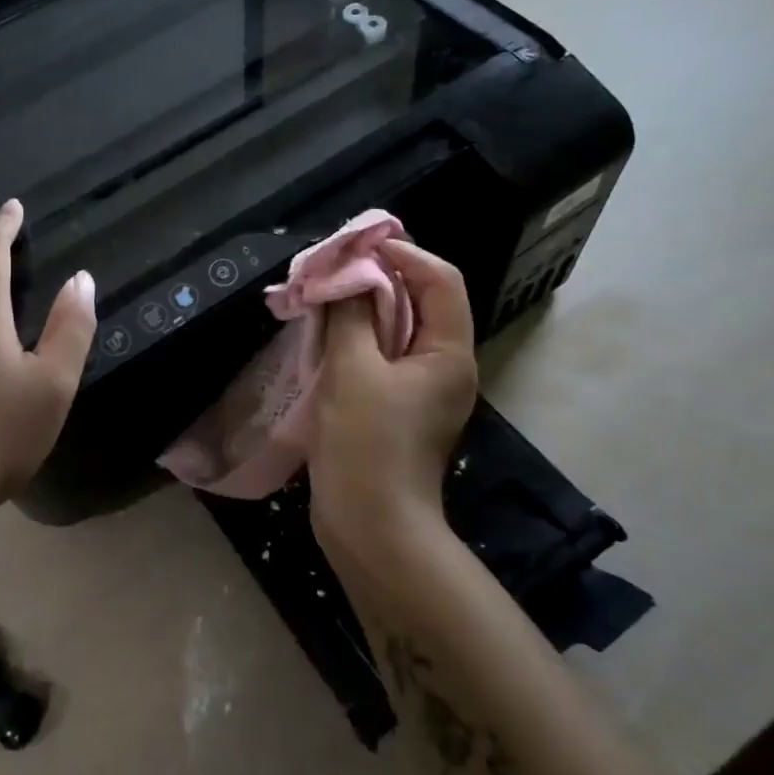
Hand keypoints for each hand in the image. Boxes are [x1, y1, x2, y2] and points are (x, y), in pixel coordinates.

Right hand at [306, 240, 477, 547]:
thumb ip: (351, 314)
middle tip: (335, 266)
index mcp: (448, 353)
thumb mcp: (352, 370)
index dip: (403, 254)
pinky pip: (384, 358)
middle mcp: (445, 366)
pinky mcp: (399, 409)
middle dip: (379, 278)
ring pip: (398, 330)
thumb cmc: (365, 444)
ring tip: (325, 295)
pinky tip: (326, 336)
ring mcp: (423, 391)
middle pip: (421, 302)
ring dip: (364, 309)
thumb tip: (348, 275)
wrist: (371, 528)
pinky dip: (358, 339)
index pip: (440, 280)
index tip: (357, 246)